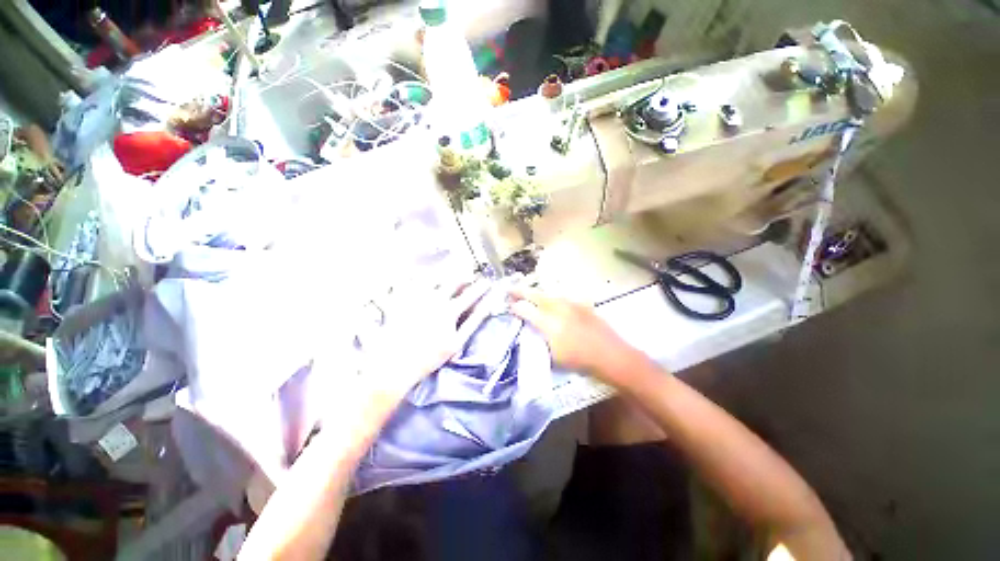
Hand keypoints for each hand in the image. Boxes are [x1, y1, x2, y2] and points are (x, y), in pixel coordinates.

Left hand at [357, 276, 490, 399]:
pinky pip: (409, 281)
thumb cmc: (428, 357)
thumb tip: (485, 308)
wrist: (394, 364)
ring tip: (450, 271)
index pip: (470, 295)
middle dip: (465, 276)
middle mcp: (434, 299)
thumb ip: (472, 323)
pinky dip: (417, 276)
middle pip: (453, 280)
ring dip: (445, 272)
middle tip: (469, 275)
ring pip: (434, 276)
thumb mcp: (456, 343)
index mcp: (449, 311)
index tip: (488, 282)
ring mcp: (416, 297)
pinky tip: (420, 275)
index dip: (481, 287)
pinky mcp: (400, 299)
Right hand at [508, 286, 643, 385]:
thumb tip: (530, 330)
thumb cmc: (580, 360)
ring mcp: (571, 303)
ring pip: (548, 293)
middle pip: (535, 295)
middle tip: (510, 290)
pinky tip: (551, 301)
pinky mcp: (581, 303)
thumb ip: (539, 341)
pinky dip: (552, 297)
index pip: (525, 310)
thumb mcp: (553, 357)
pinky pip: (562, 297)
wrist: (611, 355)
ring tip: (528, 293)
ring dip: (535, 293)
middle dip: (520, 291)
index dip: (514, 307)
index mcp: (549, 323)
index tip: (509, 307)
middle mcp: (558, 308)